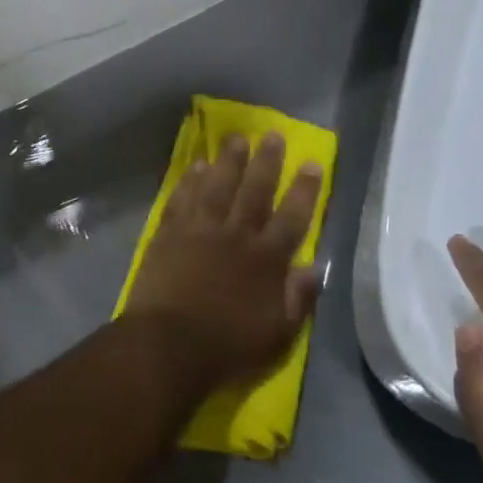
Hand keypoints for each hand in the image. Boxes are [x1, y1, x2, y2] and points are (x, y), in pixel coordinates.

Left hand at [125, 133, 323, 393]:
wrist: (168, 345)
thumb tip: (315, 268)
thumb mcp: (278, 335)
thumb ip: (298, 299)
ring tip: (236, 138)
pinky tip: (197, 165)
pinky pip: (183, 198)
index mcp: (266, 260)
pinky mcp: (170, 234)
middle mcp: (236, 236)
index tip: (311, 163)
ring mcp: (200, 230)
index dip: (304, 190)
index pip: (292, 217)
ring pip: (218, 186)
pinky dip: (190, 180)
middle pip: (254, 191)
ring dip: (229, 161)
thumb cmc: (227, 347)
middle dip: (266, 162)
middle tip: (273, 135)